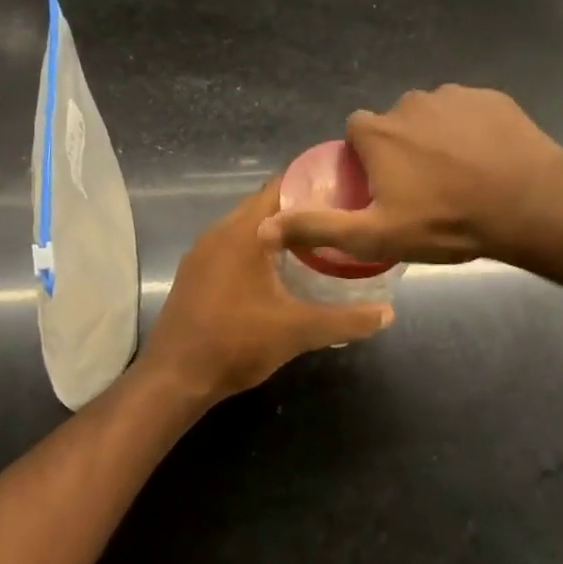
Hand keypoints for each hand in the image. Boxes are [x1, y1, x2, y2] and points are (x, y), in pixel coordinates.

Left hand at [141, 179, 392, 405]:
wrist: (174, 379)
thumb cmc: (236, 343)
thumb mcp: (298, 331)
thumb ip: (346, 319)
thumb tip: (388, 314)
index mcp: (243, 233)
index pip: (281, 188)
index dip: (313, 184)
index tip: (345, 189)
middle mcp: (219, 233)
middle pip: (265, 206)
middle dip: (300, 209)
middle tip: (338, 218)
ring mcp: (202, 254)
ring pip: (247, 227)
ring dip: (277, 231)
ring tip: (316, 241)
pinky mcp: (195, 274)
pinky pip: (232, 246)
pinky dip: (257, 248)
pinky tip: (279, 270)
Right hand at [259, 85, 562, 264]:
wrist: (528, 203)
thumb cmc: (447, 221)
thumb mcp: (376, 235)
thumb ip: (319, 227)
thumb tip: (264, 228)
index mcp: (378, 132)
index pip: (357, 133)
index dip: (367, 160)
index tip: (386, 188)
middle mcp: (409, 102)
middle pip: (395, 124)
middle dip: (403, 149)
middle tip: (428, 189)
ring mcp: (453, 95)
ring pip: (432, 116)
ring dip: (438, 139)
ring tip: (463, 176)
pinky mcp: (490, 97)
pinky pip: (469, 112)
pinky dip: (472, 130)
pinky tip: (489, 160)